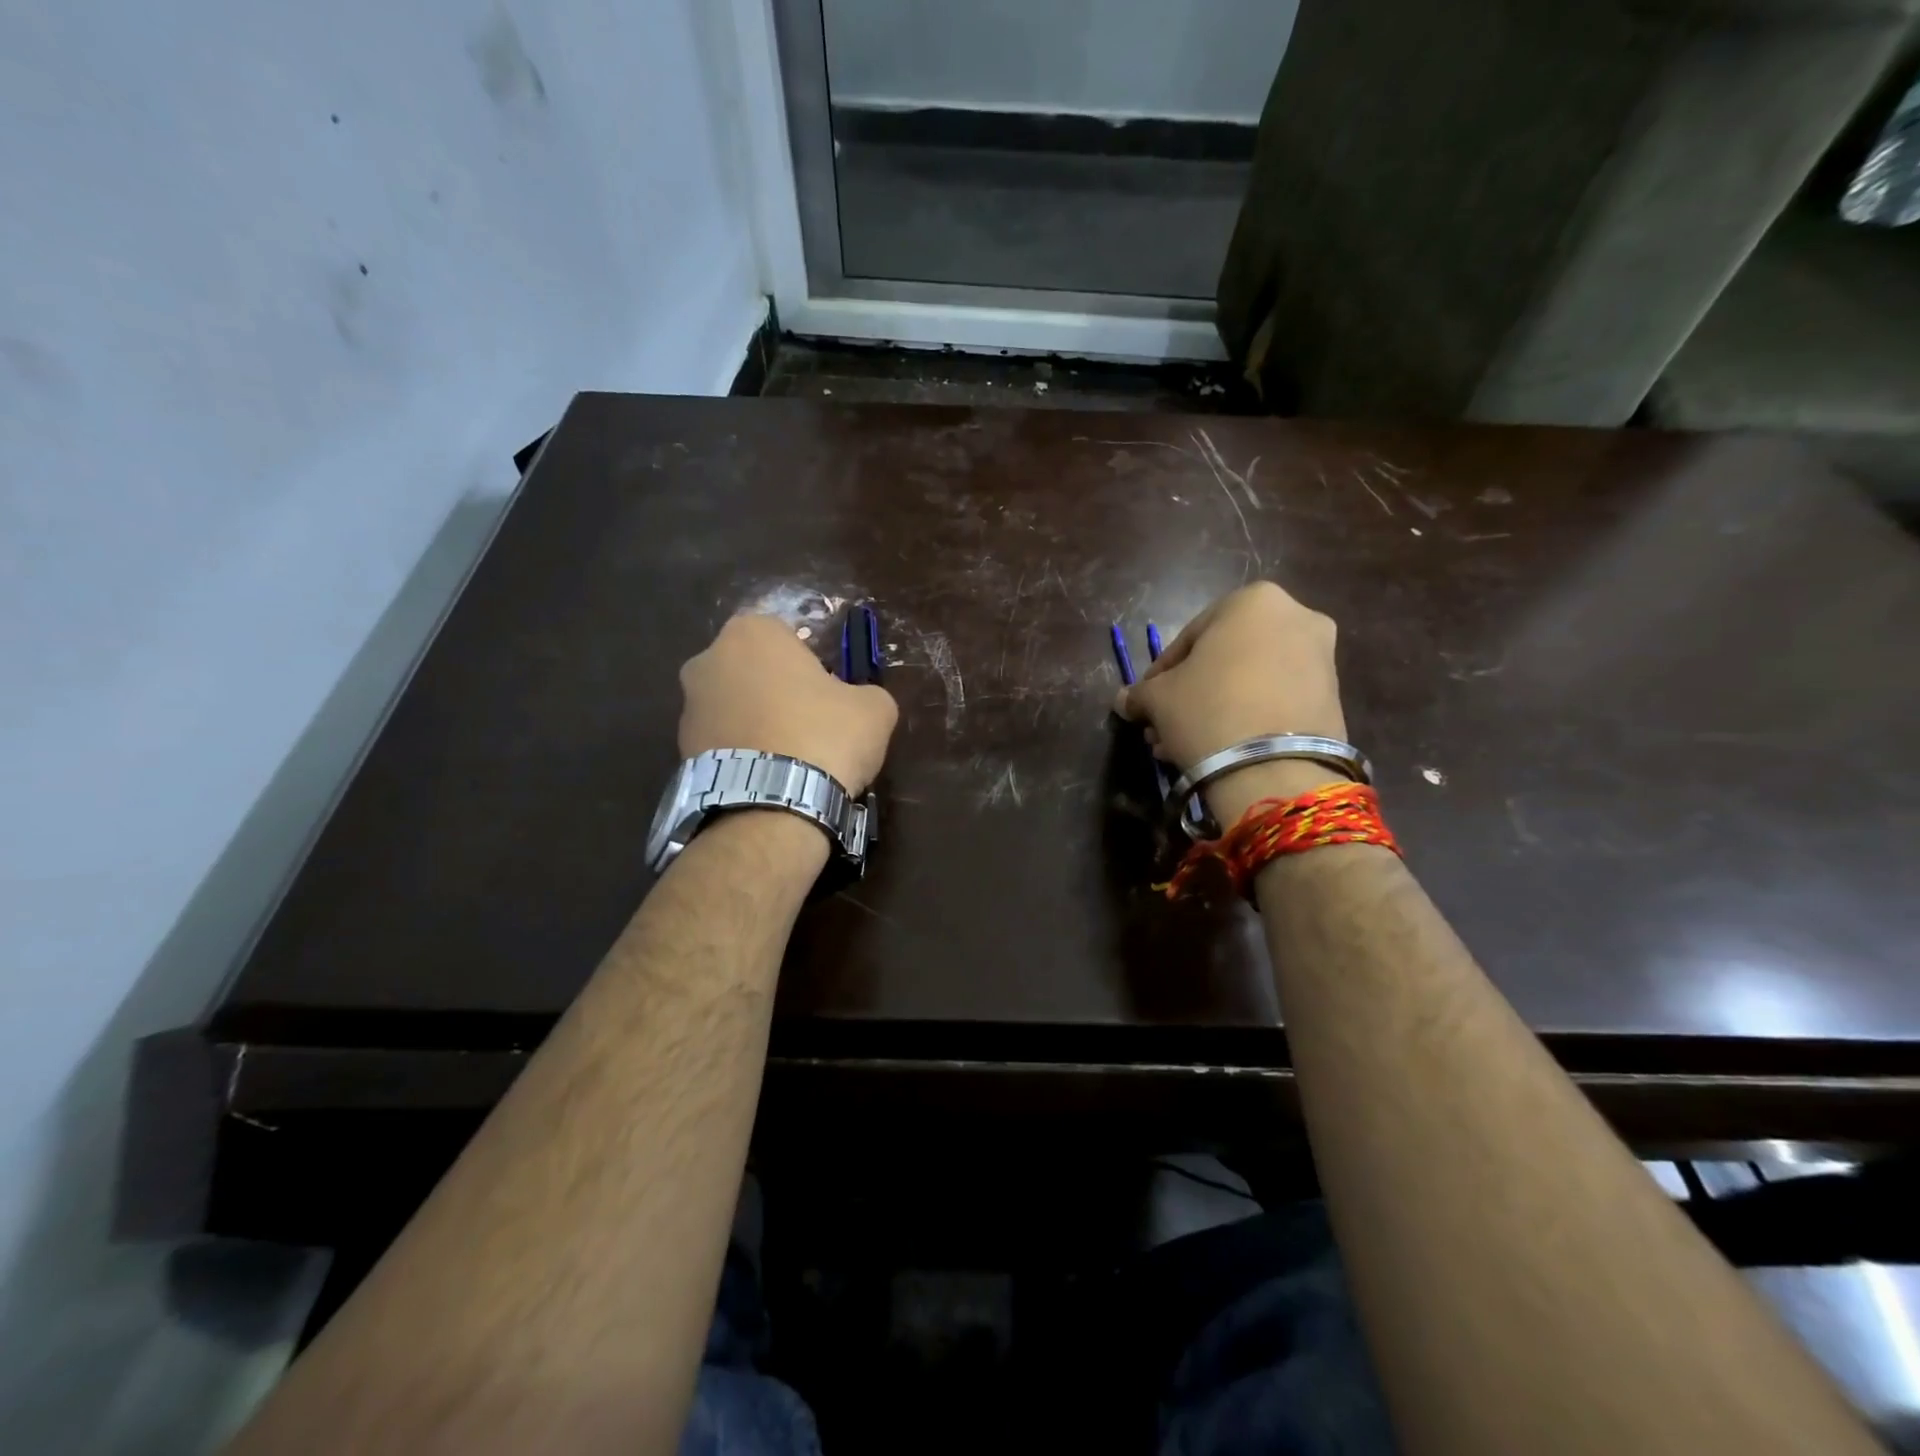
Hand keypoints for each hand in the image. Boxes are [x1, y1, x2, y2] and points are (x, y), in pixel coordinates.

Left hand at [679, 615, 898, 794]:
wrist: (773, 804)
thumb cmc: (825, 736)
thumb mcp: (874, 709)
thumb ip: (865, 693)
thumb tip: (859, 702)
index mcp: (752, 633)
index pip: (787, 636)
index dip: (812, 665)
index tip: (829, 694)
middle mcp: (708, 659)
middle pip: (754, 670)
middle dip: (776, 691)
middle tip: (809, 725)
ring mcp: (689, 706)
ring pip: (734, 706)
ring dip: (756, 724)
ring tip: (789, 761)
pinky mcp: (680, 750)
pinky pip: (721, 743)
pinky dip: (741, 754)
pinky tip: (767, 779)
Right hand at [1113, 582, 1349, 822]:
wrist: (1275, 768)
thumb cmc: (1207, 709)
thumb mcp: (1158, 698)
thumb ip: (1140, 693)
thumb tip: (1125, 701)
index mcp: (1252, 600)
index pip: (1189, 637)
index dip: (1160, 673)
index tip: (1146, 701)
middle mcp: (1296, 616)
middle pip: (1224, 658)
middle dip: (1191, 693)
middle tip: (1164, 725)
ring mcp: (1321, 657)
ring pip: (1249, 681)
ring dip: (1215, 707)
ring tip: (1185, 744)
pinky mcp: (1333, 697)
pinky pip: (1275, 700)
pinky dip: (1247, 717)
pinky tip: (1219, 748)